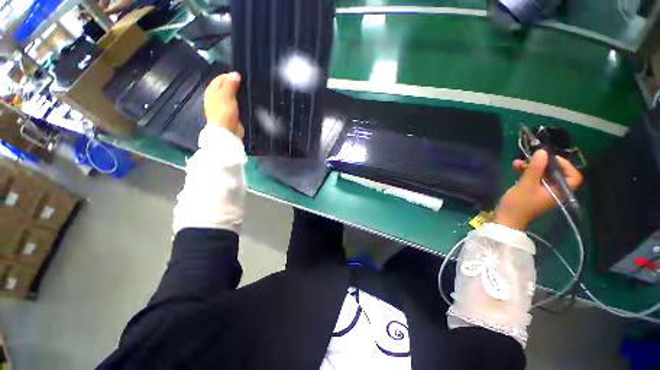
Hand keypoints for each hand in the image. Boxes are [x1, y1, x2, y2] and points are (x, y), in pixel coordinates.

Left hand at [203, 72, 243, 137]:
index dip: (231, 76)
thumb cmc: (224, 113)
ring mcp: (224, 106)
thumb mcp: (226, 96)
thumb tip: (235, 74)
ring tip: (249, 93)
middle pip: (226, 87)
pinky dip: (241, 102)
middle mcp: (216, 97)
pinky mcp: (231, 114)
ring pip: (232, 96)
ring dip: (239, 94)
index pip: (221, 78)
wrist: (227, 132)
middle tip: (247, 85)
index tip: (243, 78)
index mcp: (212, 91)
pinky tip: (247, 102)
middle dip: (236, 85)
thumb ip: (230, 84)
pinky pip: (236, 105)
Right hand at [493, 149, 582, 230]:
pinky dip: (526, 171)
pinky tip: (516, 167)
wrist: (505, 219)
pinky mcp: (532, 191)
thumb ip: (535, 169)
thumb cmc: (518, 204)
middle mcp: (554, 190)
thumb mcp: (526, 185)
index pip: (573, 176)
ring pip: (543, 174)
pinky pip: (534, 177)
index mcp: (559, 191)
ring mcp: (543, 190)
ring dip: (531, 166)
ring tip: (518, 162)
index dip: (565, 165)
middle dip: (543, 163)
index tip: (549, 159)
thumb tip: (542, 152)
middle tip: (531, 157)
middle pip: (556, 173)